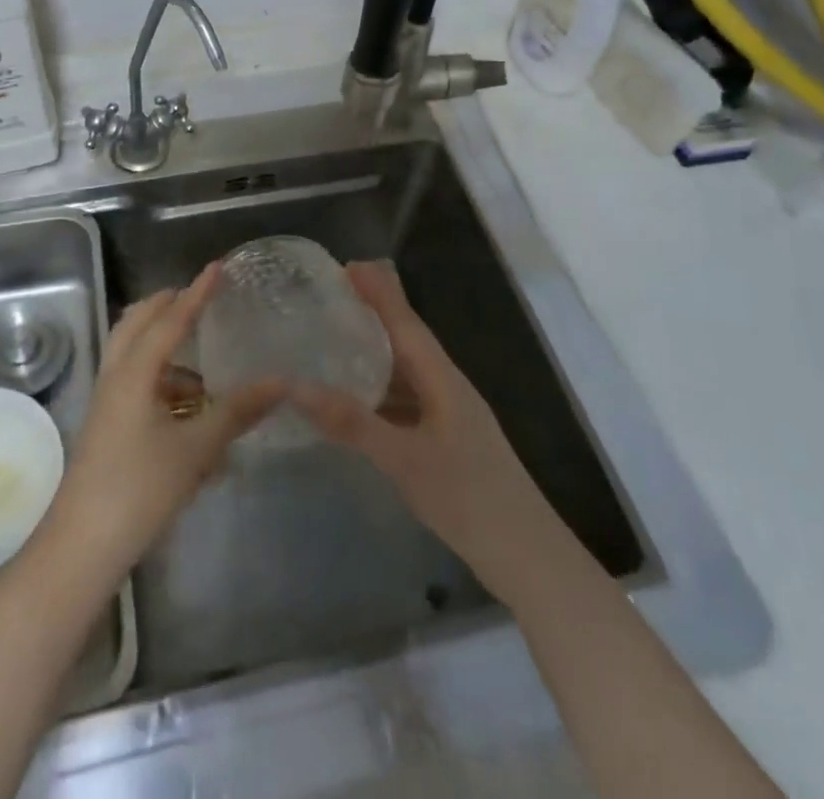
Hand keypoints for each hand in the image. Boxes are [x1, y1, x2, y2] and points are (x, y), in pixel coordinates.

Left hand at [43, 264, 283, 582]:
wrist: (81, 546)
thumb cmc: (139, 489)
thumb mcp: (195, 449)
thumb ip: (237, 412)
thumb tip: (281, 382)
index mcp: (135, 371)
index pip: (171, 318)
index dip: (197, 293)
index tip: (217, 267)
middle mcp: (116, 375)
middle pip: (138, 322)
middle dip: (168, 305)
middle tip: (199, 299)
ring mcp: (106, 400)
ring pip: (131, 351)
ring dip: (161, 341)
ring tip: (197, 355)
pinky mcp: (105, 424)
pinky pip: (132, 380)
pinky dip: (158, 375)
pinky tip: (184, 405)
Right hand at [291, 261, 558, 603]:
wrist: (528, 558)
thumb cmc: (469, 498)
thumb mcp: (404, 459)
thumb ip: (352, 423)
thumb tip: (295, 386)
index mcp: (441, 378)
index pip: (405, 320)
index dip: (378, 290)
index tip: (346, 265)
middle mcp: (446, 386)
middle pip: (405, 338)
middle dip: (372, 314)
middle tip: (328, 300)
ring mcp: (449, 415)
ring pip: (406, 371)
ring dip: (374, 353)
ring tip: (333, 342)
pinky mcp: (447, 440)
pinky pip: (406, 400)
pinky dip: (379, 391)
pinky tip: (357, 403)